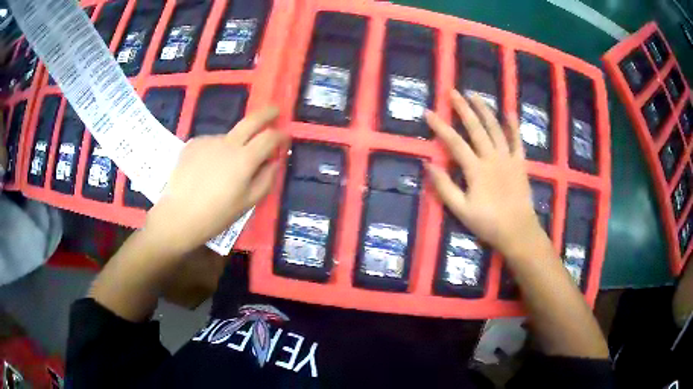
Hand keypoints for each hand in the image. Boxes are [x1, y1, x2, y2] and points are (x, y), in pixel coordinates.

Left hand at [143, 106, 288, 255]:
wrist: (178, 216)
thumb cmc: (216, 215)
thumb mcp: (247, 203)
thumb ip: (266, 179)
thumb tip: (275, 161)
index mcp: (244, 159)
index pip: (270, 137)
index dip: (281, 135)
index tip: (285, 137)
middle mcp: (228, 143)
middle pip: (252, 120)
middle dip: (267, 113)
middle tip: (274, 111)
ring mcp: (208, 140)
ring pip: (229, 136)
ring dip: (236, 143)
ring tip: (225, 168)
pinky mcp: (193, 143)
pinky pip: (212, 143)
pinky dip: (216, 151)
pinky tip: (207, 169)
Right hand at [425, 90, 543, 257]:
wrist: (518, 231)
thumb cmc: (488, 222)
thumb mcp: (461, 210)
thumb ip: (444, 187)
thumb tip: (428, 164)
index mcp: (476, 169)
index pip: (454, 142)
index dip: (440, 126)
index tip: (428, 112)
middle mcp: (492, 157)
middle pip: (476, 128)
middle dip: (463, 109)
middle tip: (453, 92)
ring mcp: (508, 158)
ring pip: (496, 129)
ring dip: (485, 110)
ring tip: (475, 95)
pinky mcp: (520, 163)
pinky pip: (517, 141)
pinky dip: (513, 126)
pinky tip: (509, 112)